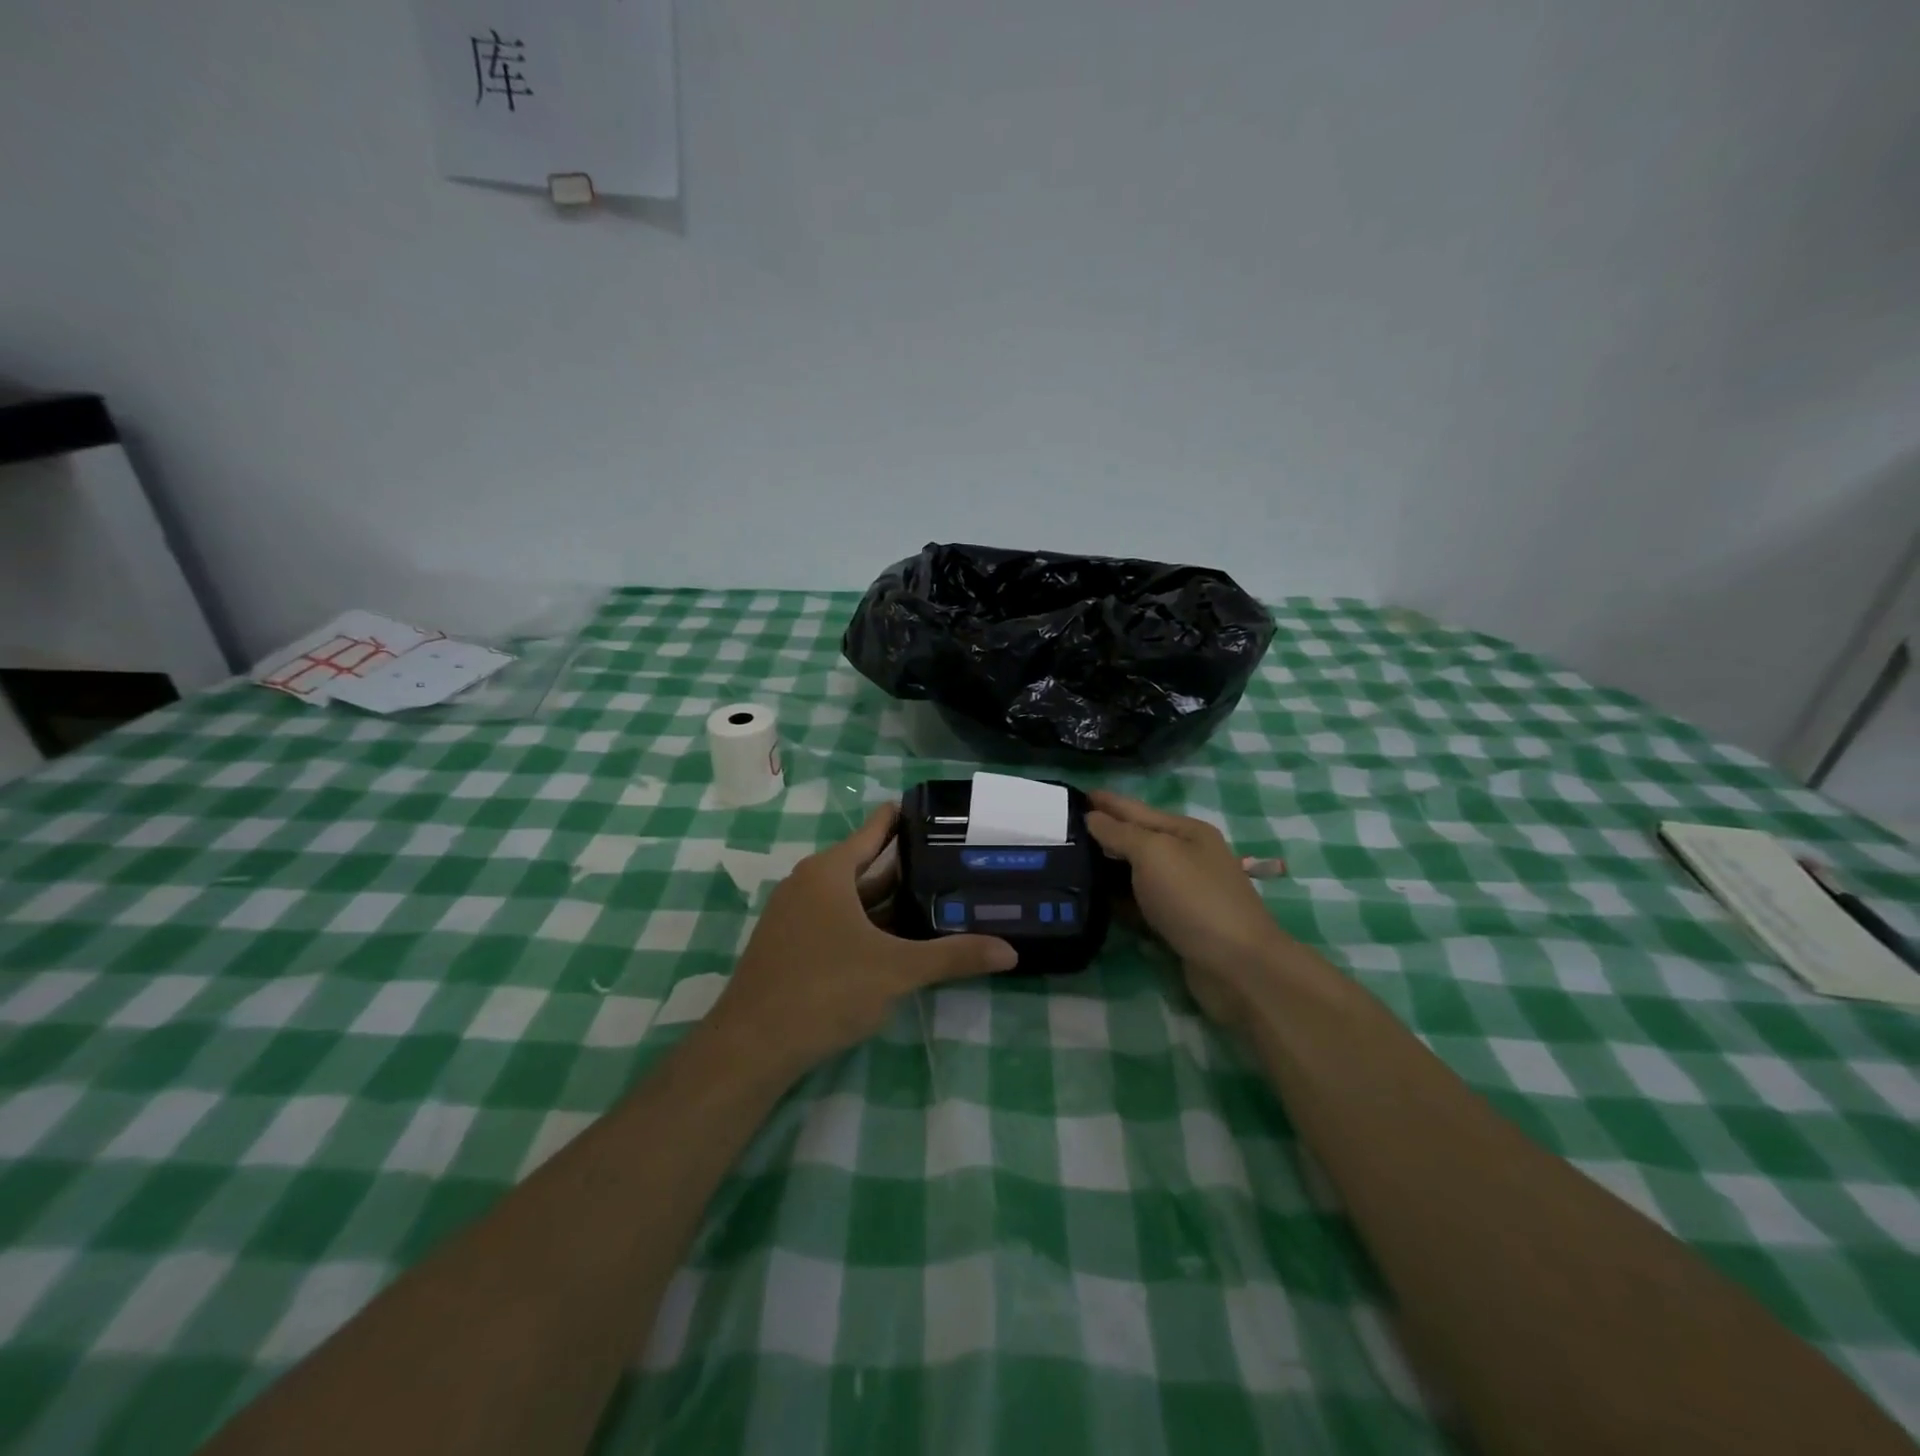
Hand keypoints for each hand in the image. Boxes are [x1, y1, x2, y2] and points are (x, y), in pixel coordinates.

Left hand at [710, 803, 1018, 1078]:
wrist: (752, 1046)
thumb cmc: (825, 989)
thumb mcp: (896, 970)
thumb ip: (953, 956)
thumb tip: (1010, 951)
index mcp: (829, 872)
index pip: (874, 830)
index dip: (903, 818)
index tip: (936, 812)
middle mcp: (809, 884)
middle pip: (865, 865)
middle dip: (905, 865)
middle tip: (950, 859)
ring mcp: (795, 916)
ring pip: (852, 897)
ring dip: (888, 899)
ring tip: (934, 895)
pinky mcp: (791, 945)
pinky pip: (837, 920)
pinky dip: (868, 923)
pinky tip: (897, 938)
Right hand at [1085, 790, 1290, 1023]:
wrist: (1236, 966)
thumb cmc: (1194, 898)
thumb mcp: (1154, 853)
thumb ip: (1120, 833)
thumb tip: (1092, 817)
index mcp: (1185, 831)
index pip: (1135, 809)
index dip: (1105, 801)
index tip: (1072, 794)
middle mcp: (1186, 857)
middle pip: (1136, 839)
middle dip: (1102, 833)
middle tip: (1061, 829)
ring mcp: (1182, 892)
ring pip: (1134, 873)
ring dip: (1105, 867)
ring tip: (1068, 861)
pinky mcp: (1175, 924)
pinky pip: (1137, 903)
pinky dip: (1116, 899)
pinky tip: (1092, 897)